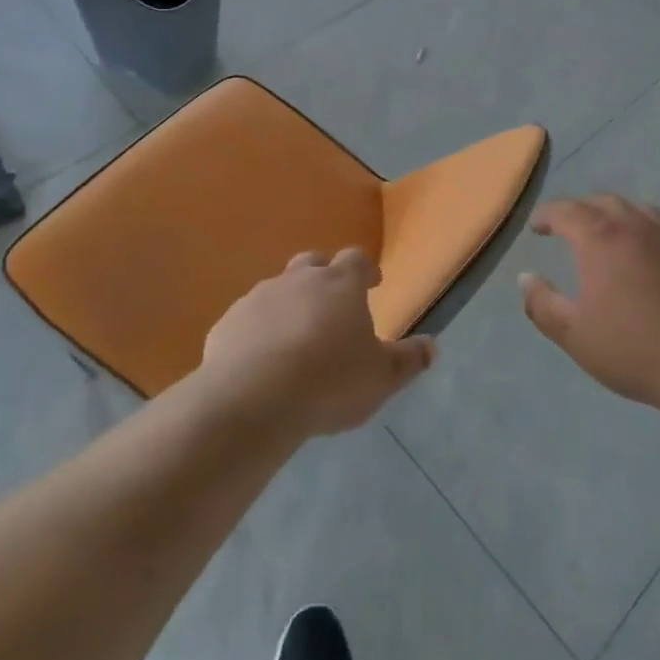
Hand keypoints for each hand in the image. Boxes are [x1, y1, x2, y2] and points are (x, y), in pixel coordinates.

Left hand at [202, 248, 434, 438]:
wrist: (253, 399)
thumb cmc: (329, 381)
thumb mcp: (381, 378)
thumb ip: (408, 360)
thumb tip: (432, 346)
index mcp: (340, 283)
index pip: (356, 260)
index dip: (366, 269)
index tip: (373, 283)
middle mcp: (298, 279)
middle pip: (313, 263)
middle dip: (324, 277)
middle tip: (332, 304)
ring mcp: (258, 298)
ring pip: (277, 289)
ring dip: (289, 304)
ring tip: (295, 337)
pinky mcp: (227, 323)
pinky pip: (247, 319)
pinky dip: (257, 330)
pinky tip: (260, 359)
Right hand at [520, 194, 659, 413]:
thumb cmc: (636, 349)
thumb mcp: (575, 335)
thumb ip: (543, 304)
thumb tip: (526, 278)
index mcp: (602, 238)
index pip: (567, 210)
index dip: (547, 215)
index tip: (537, 226)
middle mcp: (638, 226)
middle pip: (604, 202)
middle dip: (581, 209)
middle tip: (568, 227)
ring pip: (639, 211)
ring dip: (617, 216)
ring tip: (609, 235)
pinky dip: (647, 236)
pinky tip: (650, 262)